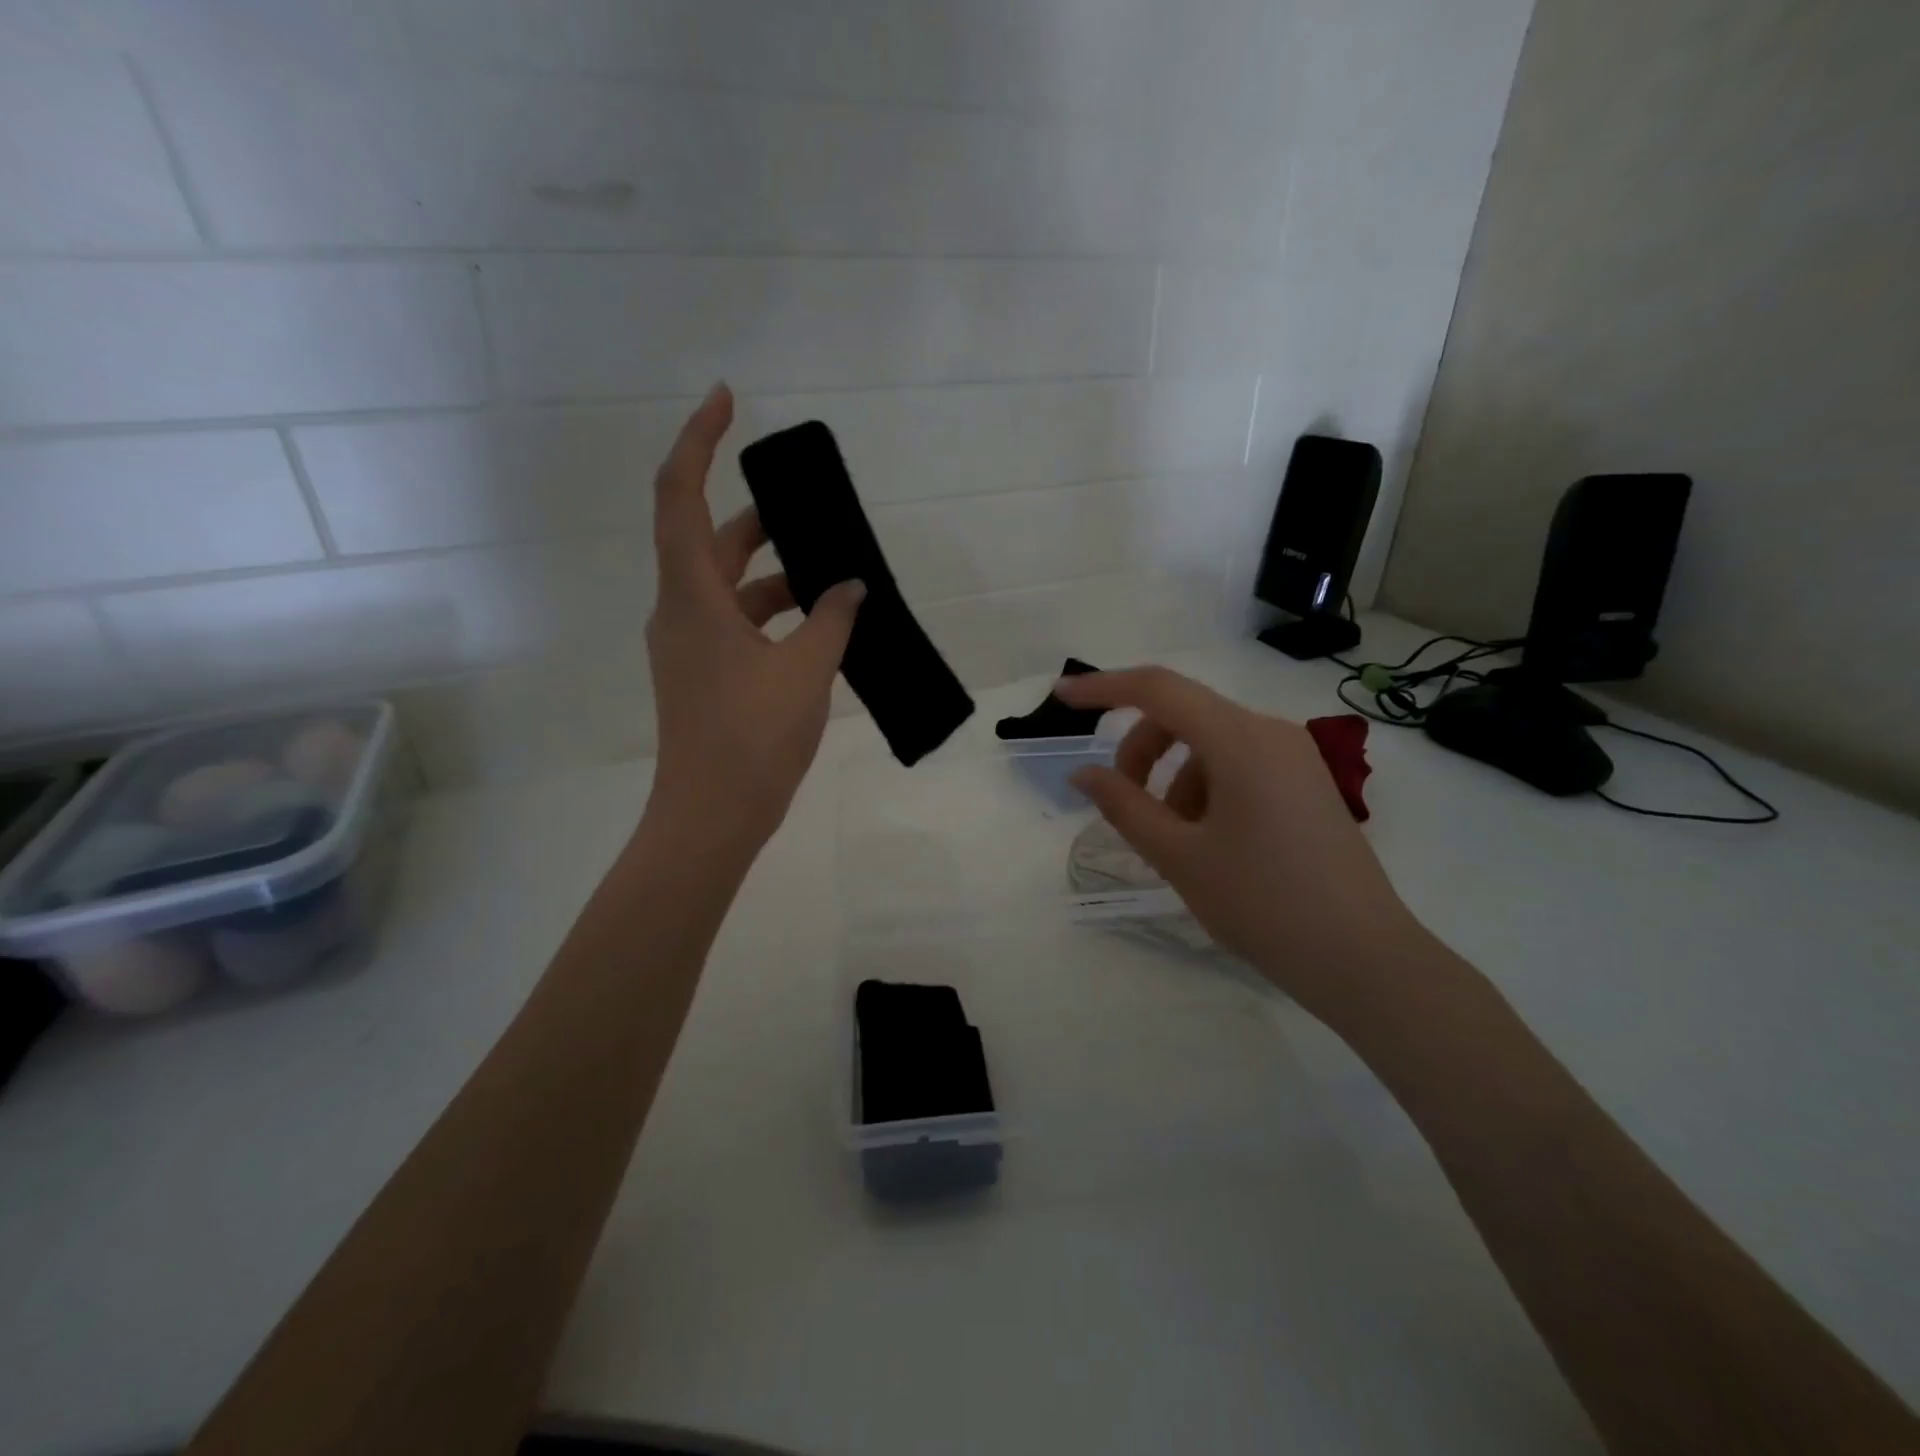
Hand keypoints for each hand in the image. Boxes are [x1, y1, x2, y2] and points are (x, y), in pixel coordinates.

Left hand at [645, 384, 864, 851]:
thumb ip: (832, 619)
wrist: (712, 817)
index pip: (680, 494)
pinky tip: (822, 626)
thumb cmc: (751, 738)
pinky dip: (775, 614)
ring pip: (731, 586)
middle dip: (761, 519)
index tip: (727, 400)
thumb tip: (851, 586)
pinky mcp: (704, 673)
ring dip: (778, 575)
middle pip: (711, 539)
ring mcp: (689, 645)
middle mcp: (680, 610)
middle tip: (814, 512)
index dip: (698, 440)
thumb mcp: (805, 671)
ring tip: (835, 577)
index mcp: (691, 596)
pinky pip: (739, 623)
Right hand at [1059, 667, 1425, 1029]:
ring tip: (1172, 841)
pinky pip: (1238, 766)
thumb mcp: (1179, 856)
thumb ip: (1124, 805)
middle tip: (1120, 803)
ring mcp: (1294, 757)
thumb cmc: (1264, 904)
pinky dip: (1204, 790)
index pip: (1158, 690)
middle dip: (1140, 751)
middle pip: (1184, 716)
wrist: (1364, 960)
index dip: (1103, 688)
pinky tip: (1206, 843)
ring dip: (1172, 778)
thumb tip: (1083, 773)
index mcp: (1241, 740)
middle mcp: (1271, 732)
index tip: (1061, 698)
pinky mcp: (1305, 783)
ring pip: (1209, 745)